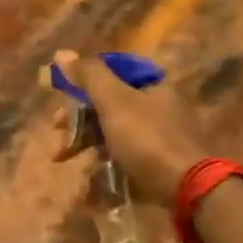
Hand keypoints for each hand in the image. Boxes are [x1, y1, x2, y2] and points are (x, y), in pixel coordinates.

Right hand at [51, 50, 208, 205]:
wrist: (187, 189)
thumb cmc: (147, 139)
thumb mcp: (114, 102)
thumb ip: (88, 76)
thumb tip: (61, 53)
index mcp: (152, 84)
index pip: (111, 72)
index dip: (82, 81)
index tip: (60, 96)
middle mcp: (158, 105)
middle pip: (108, 102)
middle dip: (77, 116)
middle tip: (56, 129)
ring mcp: (159, 135)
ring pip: (112, 130)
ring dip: (84, 141)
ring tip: (61, 156)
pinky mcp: (157, 162)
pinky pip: (123, 154)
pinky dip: (103, 160)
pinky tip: (87, 175)